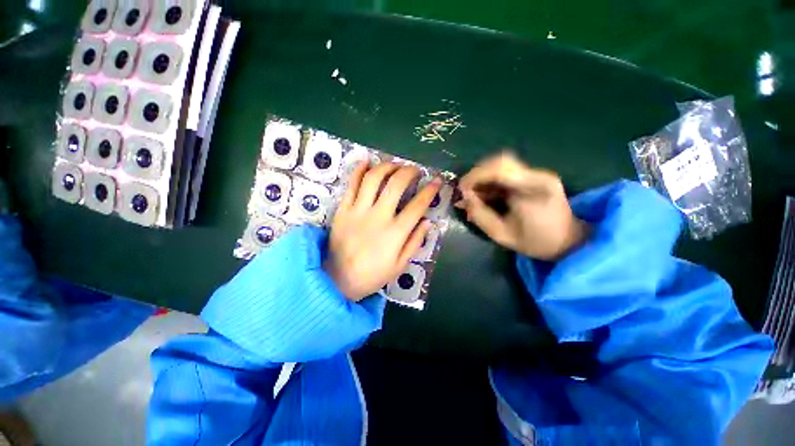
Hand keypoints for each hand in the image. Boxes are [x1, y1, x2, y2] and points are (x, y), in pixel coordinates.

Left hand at [325, 162, 440, 300]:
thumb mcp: (400, 265)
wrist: (337, 279)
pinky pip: (351, 185)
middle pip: (396, 184)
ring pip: (374, 178)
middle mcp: (378, 216)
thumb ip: (415, 242)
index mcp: (395, 232)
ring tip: (395, 164)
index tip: (436, 180)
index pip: (418, 205)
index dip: (430, 190)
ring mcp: (358, 210)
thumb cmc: (372, 275)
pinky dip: (359, 170)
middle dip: (409, 171)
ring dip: (387, 166)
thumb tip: (427, 221)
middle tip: (415, 170)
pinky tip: (367, 161)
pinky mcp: (343, 209)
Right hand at [455, 152, 589, 260]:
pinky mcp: (535, 176)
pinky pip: (507, 171)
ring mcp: (538, 173)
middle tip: (466, 191)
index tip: (461, 189)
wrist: (568, 241)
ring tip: (474, 194)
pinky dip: (491, 180)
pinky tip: (486, 194)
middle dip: (477, 174)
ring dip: (483, 177)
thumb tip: (464, 197)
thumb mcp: (501, 234)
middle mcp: (538, 175)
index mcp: (534, 189)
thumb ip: (480, 215)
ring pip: (502, 164)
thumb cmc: (535, 242)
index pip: (499, 170)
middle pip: (500, 161)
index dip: (475, 176)